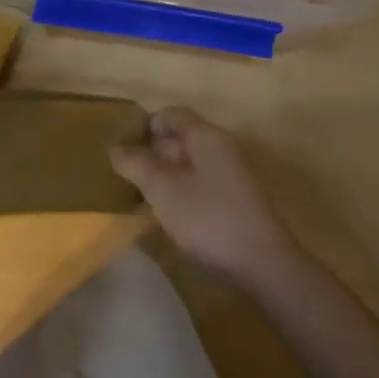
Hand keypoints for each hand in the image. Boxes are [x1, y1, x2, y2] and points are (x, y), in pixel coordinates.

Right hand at [110, 107, 302, 286]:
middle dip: (150, 152)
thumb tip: (116, 147)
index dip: (143, 126)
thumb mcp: (163, 189)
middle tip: (122, 173)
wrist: (262, 262)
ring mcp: (230, 175)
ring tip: (138, 194)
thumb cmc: (208, 217)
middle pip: (180, 137)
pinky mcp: (234, 200)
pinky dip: (179, 191)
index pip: (170, 114)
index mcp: (205, 136)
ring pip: (188, 163)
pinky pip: (199, 184)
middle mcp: (220, 147)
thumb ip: (137, 164)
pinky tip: (165, 213)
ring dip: (163, 174)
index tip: (120, 148)